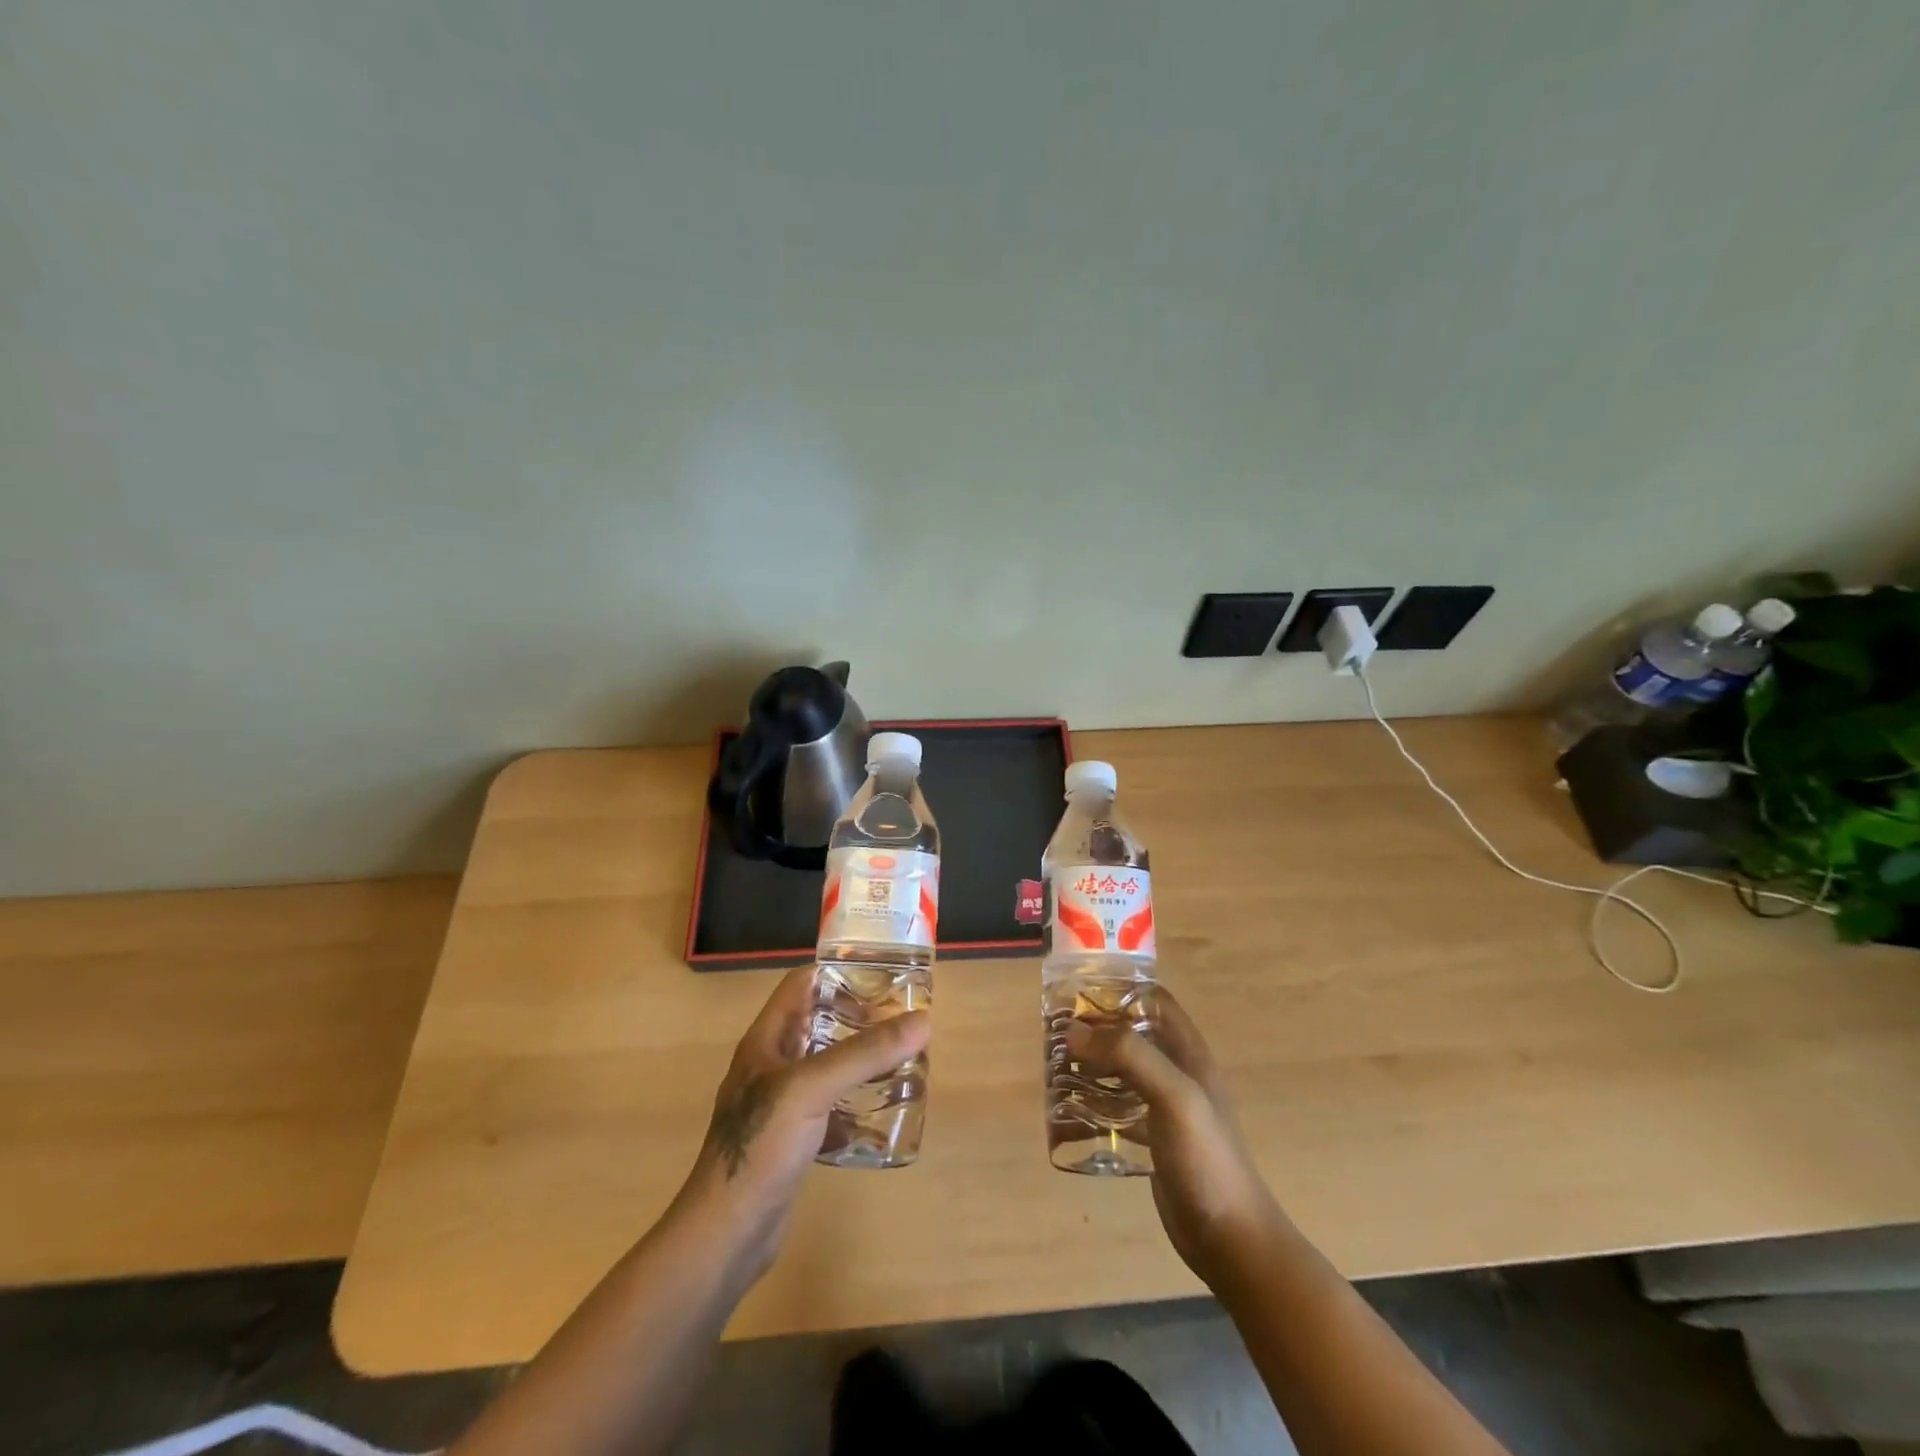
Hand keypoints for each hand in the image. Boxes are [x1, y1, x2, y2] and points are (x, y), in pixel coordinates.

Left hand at [676, 966, 929, 1284]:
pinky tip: (885, 1109)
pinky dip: (857, 1102)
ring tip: (903, 1057)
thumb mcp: (812, 1088)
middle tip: (903, 1019)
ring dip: (861, 1059)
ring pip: (828, 1065)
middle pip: (819, 1023)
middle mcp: (772, 1064)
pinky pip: (831, 1106)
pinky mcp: (793, 1138)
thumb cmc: (761, 1145)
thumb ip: (865, 1053)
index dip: (838, 972)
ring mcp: (781, 1104)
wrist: (727, 1233)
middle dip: (860, 1017)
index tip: (882, 975)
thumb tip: (922, 1021)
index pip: (802, 985)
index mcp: (767, 1040)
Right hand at [1067, 990, 1287, 1289]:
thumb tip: (1075, 1030)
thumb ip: (1129, 1055)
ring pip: (1123, 1070)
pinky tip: (1069, 1112)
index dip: (1119, 991)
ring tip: (1055, 1067)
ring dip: (1092, 1064)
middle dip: (1096, 1028)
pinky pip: (1118, 1108)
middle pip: (1132, 1033)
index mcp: (1188, 1052)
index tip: (1079, 995)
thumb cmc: (1206, 1159)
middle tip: (1056, 1033)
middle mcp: (1177, 1072)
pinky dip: (1095, 1103)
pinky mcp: (1154, 1139)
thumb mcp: (1173, 1096)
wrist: (1230, 1239)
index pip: (1153, 1001)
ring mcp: (1166, 1107)